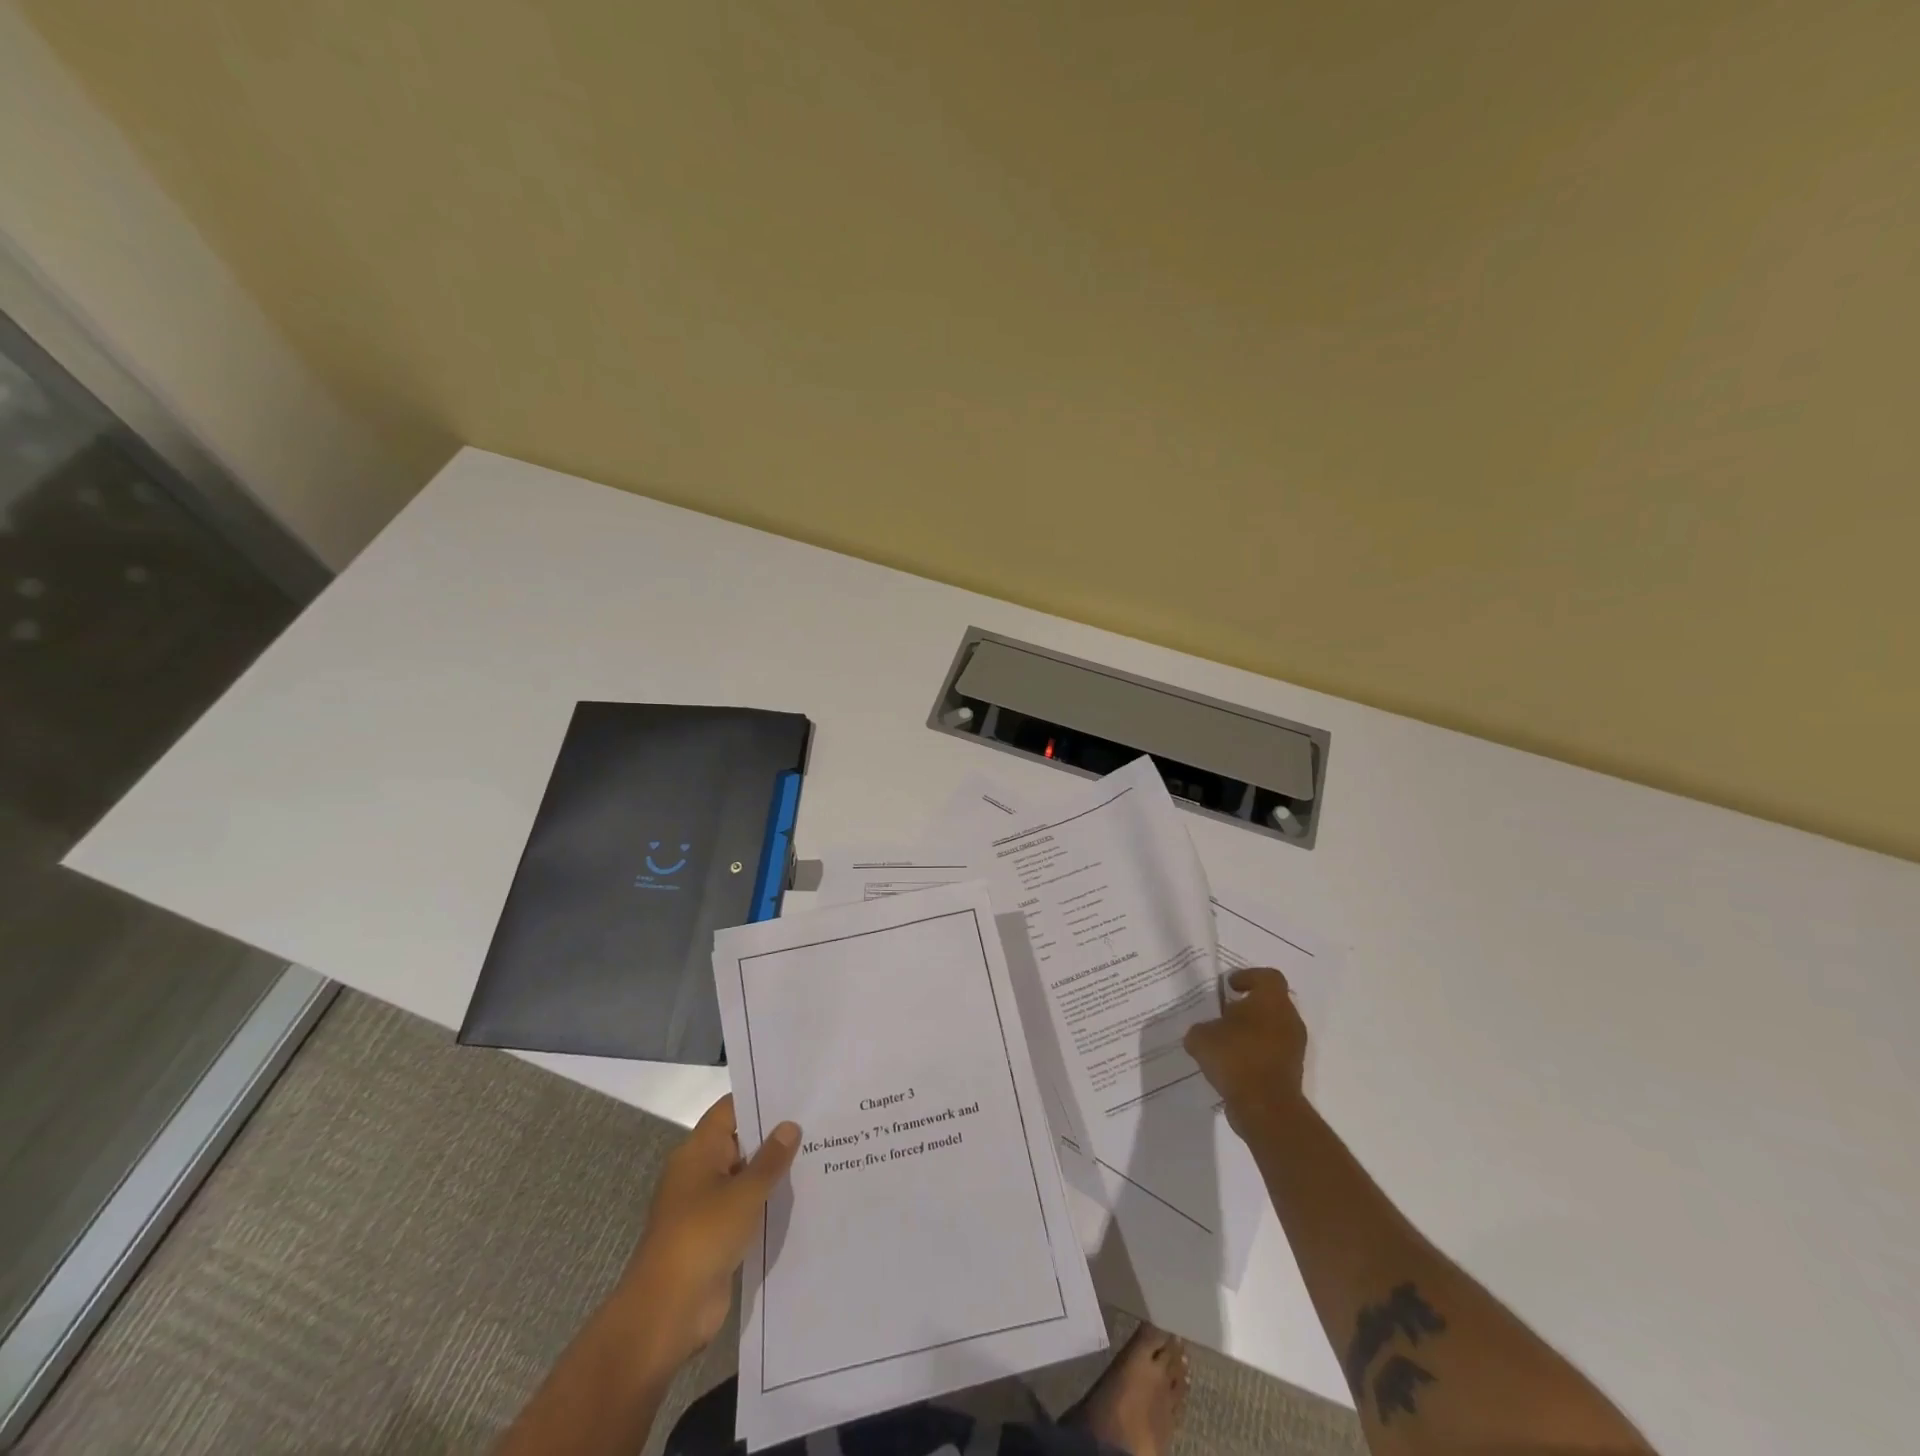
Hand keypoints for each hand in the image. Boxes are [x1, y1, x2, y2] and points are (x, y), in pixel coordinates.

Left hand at [613, 1095, 799, 1369]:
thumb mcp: (744, 1193)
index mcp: (697, 1152)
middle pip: (740, 1142)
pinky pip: (745, 1209)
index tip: (797, 1093)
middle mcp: (699, 1173)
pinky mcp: (715, 1237)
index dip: (760, 1099)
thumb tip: (790, 1125)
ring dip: (773, 1173)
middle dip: (774, 1136)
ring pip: (745, 1178)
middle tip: (818, 1123)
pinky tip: (800, 1200)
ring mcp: (706, 1206)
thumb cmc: (702, 1237)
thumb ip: (770, 1159)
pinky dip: (766, 1204)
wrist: (667, 1313)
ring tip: (818, 1156)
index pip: (730, 1110)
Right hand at [1183, 968, 1307, 1136]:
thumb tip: (1204, 1033)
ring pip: (1273, 1028)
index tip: (1229, 986)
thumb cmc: (1236, 1058)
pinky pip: (1273, 1052)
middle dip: (1248, 1006)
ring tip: (1225, 1041)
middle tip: (1224, 1013)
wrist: (1266, 1108)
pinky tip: (1233, 1064)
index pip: (1267, 976)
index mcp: (1271, 1001)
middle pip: (1271, 1003)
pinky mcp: (1292, 1071)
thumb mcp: (1201, 1037)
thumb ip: (1201, 1029)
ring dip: (1252, 1031)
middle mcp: (1289, 1019)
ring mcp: (1294, 1047)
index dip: (1248, 976)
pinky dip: (1256, 1053)